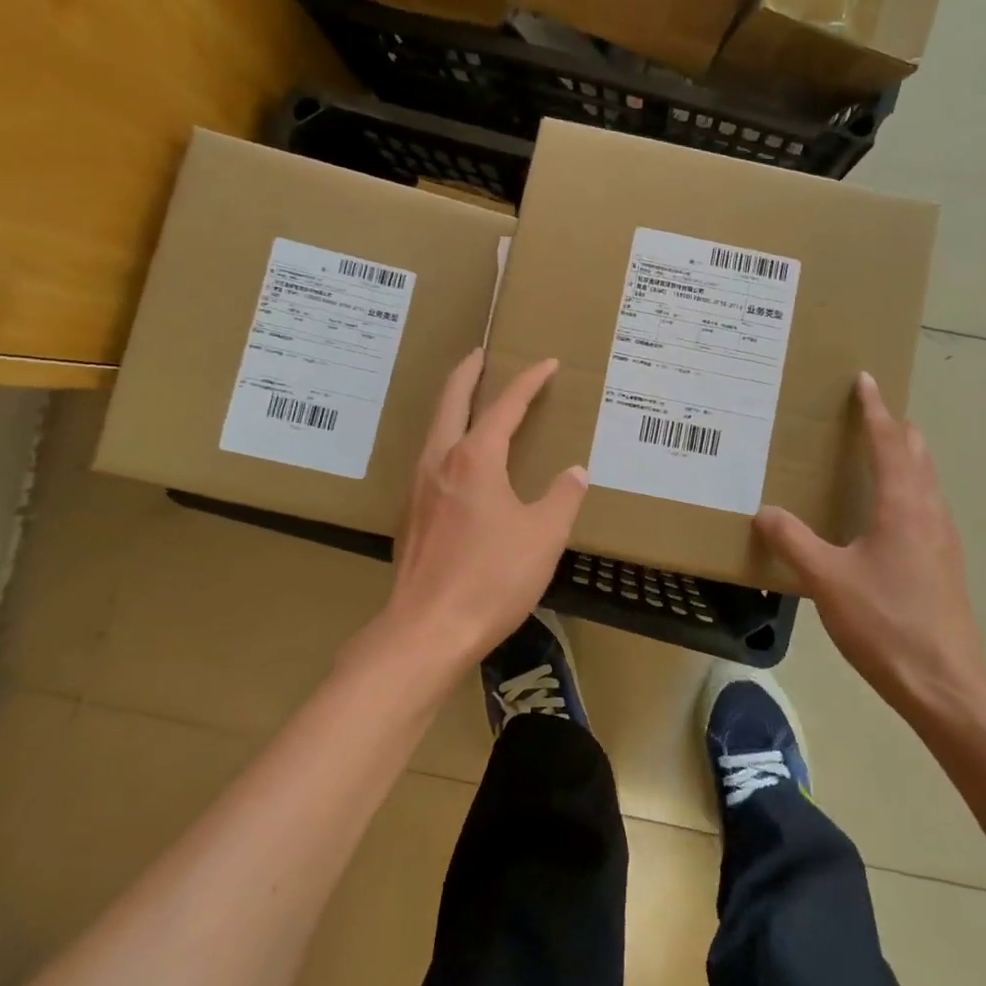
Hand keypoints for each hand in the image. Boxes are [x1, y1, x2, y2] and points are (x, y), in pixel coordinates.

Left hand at [381, 349, 587, 669]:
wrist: (426, 631)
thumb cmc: (491, 579)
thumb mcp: (544, 536)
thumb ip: (562, 497)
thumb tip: (575, 472)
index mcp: (475, 458)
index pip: (506, 405)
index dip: (529, 381)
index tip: (547, 364)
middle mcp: (440, 460)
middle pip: (451, 400)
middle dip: (468, 372)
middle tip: (481, 354)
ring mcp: (418, 486)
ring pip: (435, 428)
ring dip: (453, 405)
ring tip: (472, 401)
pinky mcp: (410, 513)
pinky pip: (430, 457)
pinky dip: (446, 438)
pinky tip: (459, 462)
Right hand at [755, 372, 985, 714]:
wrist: (945, 683)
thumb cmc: (886, 623)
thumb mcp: (827, 580)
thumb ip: (793, 541)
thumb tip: (764, 512)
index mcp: (903, 505)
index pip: (889, 441)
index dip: (875, 409)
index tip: (866, 380)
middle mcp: (929, 512)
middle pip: (917, 453)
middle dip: (894, 427)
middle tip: (865, 414)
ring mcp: (943, 538)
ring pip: (925, 480)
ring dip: (904, 457)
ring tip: (874, 454)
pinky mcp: (945, 563)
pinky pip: (926, 505)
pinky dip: (907, 487)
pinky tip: (884, 513)